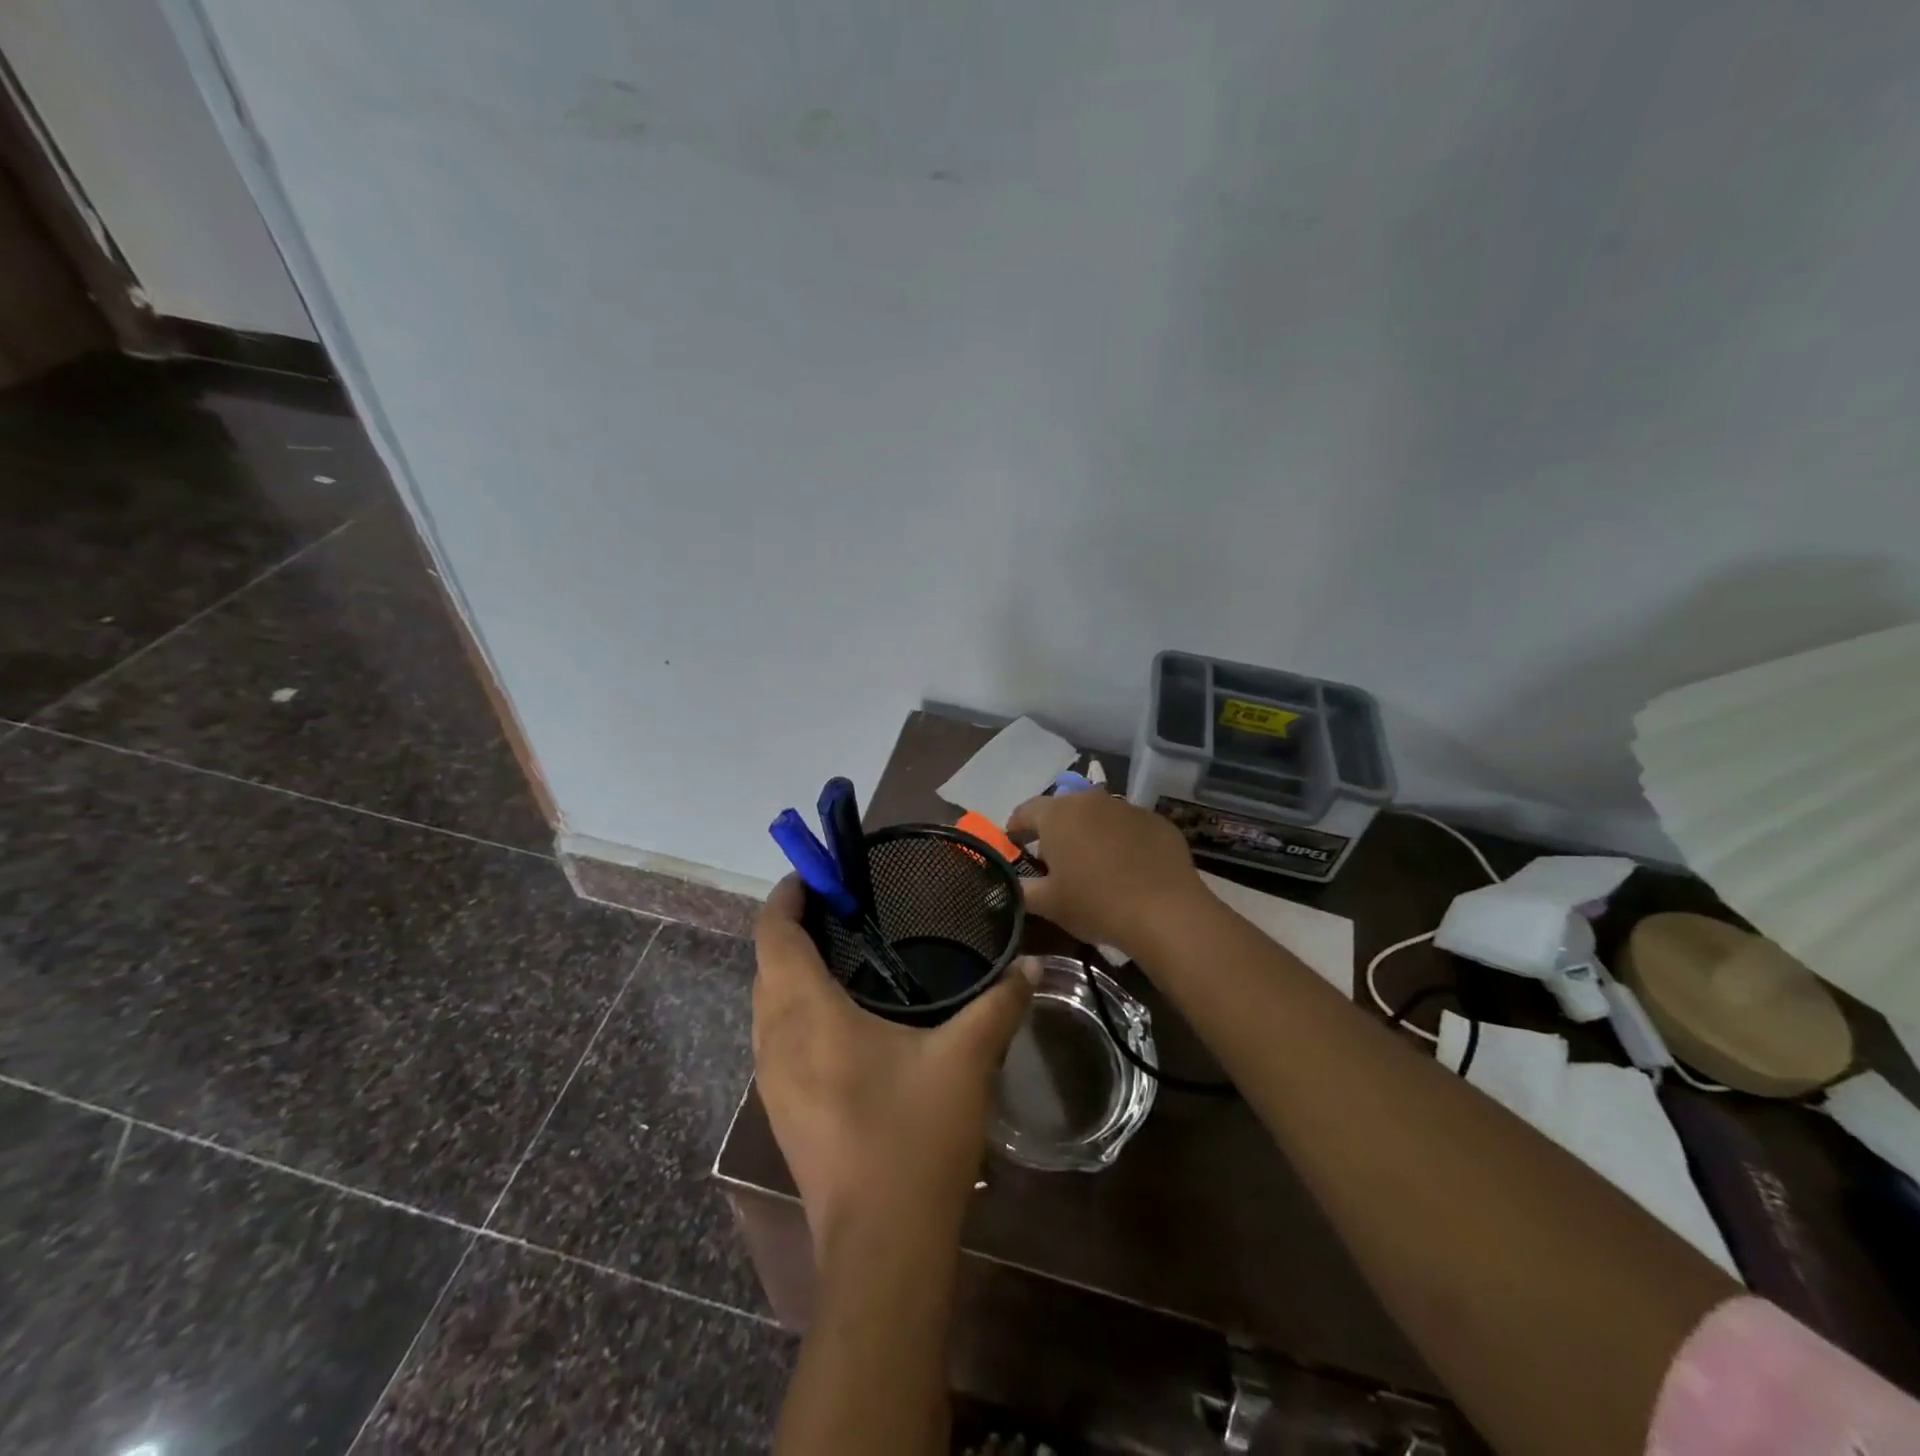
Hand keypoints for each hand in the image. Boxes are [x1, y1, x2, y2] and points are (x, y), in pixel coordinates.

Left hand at [752, 878, 1038, 1257]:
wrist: (881, 1249)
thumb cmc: (914, 1139)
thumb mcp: (966, 1060)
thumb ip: (999, 1003)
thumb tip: (1029, 963)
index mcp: (806, 1014)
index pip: (774, 934)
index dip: (788, 895)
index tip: (820, 874)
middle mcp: (774, 1039)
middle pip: (766, 963)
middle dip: (794, 927)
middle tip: (847, 909)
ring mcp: (771, 1080)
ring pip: (766, 1002)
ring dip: (792, 969)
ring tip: (845, 953)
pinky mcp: (780, 1110)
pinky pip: (776, 1035)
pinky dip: (796, 1006)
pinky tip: (844, 1019)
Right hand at [1007, 790, 1206, 959]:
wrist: (1165, 912)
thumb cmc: (1096, 904)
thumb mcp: (1048, 904)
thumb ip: (1022, 890)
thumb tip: (1010, 885)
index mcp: (1057, 815)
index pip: (1025, 811)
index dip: (1016, 828)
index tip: (1014, 845)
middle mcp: (1090, 801)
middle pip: (1063, 809)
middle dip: (1054, 830)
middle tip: (1053, 859)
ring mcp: (1127, 808)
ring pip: (1098, 815)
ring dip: (1089, 832)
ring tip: (1092, 863)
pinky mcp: (1157, 821)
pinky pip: (1129, 827)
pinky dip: (1121, 840)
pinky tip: (1127, 867)